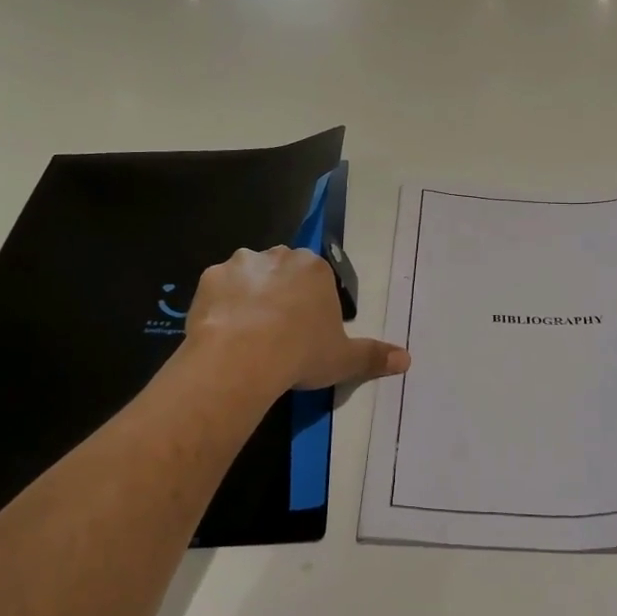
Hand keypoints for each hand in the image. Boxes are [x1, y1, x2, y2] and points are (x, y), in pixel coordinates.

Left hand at [186, 247, 409, 391]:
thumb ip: (374, 356)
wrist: (242, 357)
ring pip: (248, 276)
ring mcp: (241, 264)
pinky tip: (222, 331)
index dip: (312, 304)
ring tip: (247, 333)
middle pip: (282, 270)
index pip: (317, 278)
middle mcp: (279, 256)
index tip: (307, 330)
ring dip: (249, 295)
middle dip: (281, 292)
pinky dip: (221, 305)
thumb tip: (407, 359)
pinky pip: (219, 289)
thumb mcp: (344, 359)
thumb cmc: (301, 353)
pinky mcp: (209, 278)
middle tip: (278, 331)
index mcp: (315, 269)